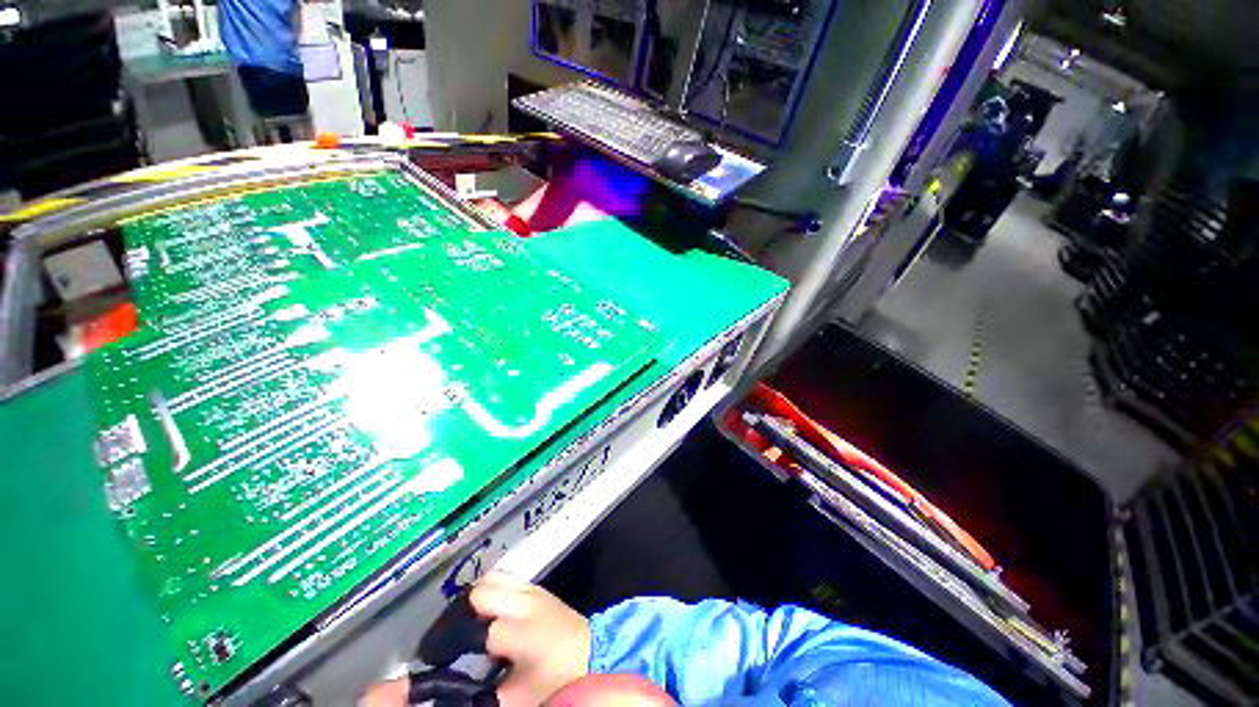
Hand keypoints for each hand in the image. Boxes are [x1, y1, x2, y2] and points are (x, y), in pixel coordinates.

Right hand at [360, 572, 589, 706]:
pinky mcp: (537, 585)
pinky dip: (492, 589)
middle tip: (454, 637)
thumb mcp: (514, 697)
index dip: (449, 644)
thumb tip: (444, 691)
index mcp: (520, 632)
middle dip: (461, 613)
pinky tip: (490, 610)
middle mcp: (525, 602)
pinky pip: (506, 576)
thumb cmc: (555, 680)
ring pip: (492, 577)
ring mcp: (533, 589)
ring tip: (471, 622)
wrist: (593, 654)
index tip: (435, 658)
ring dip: (477, 597)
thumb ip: (477, 694)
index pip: (472, 629)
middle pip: (480, 591)